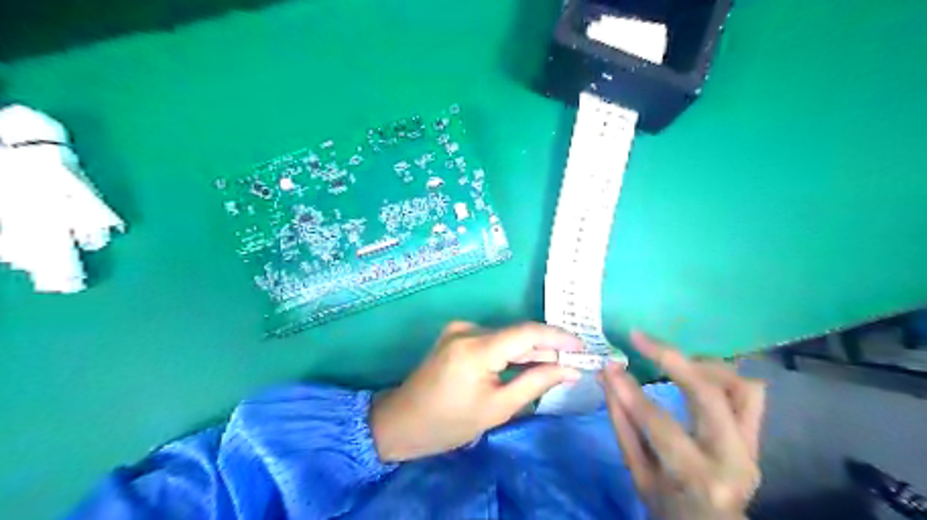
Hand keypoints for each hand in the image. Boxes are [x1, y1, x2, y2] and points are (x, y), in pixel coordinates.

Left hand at [369, 322, 576, 462]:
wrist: (402, 421)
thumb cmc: (449, 423)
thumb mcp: (497, 408)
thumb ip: (536, 383)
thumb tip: (571, 369)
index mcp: (475, 348)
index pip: (527, 332)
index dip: (559, 337)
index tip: (584, 347)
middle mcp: (467, 329)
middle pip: (517, 333)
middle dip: (548, 346)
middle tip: (576, 360)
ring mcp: (459, 329)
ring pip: (506, 335)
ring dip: (531, 349)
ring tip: (558, 363)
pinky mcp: (456, 334)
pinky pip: (493, 338)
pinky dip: (512, 350)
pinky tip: (528, 362)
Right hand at [602, 334, 768, 518]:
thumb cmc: (667, 505)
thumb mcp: (637, 472)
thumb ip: (623, 422)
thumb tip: (607, 376)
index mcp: (697, 477)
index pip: (661, 424)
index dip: (631, 392)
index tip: (610, 366)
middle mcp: (734, 459)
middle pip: (709, 393)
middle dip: (671, 358)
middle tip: (641, 339)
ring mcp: (752, 446)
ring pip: (738, 385)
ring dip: (701, 363)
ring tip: (670, 357)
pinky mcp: (757, 437)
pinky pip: (748, 393)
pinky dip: (722, 374)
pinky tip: (695, 369)